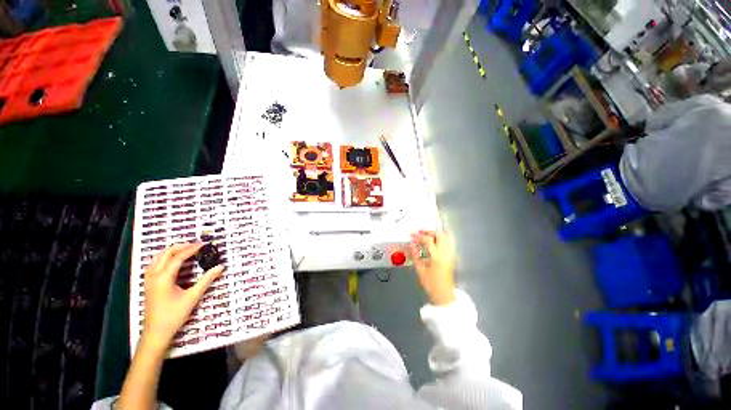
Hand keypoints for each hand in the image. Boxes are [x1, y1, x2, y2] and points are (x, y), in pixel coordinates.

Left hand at [142, 243, 223, 350]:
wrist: (156, 332)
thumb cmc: (174, 315)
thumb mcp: (193, 297)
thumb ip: (206, 280)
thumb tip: (220, 267)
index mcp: (163, 278)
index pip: (178, 257)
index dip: (192, 249)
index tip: (204, 245)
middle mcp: (154, 275)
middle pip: (165, 253)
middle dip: (181, 246)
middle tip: (196, 245)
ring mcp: (149, 279)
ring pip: (158, 257)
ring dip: (172, 251)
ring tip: (187, 250)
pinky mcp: (149, 284)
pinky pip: (155, 264)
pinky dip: (165, 258)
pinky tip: (174, 261)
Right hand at [409, 230, 455, 305]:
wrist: (444, 295)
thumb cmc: (431, 284)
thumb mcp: (420, 270)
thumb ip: (415, 255)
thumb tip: (412, 244)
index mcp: (437, 257)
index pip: (428, 240)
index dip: (419, 236)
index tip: (412, 235)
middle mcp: (445, 253)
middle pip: (440, 235)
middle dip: (429, 231)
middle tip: (420, 233)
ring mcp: (450, 255)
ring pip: (446, 237)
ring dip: (436, 234)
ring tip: (427, 235)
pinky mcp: (452, 257)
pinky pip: (449, 243)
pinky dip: (442, 239)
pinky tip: (434, 242)